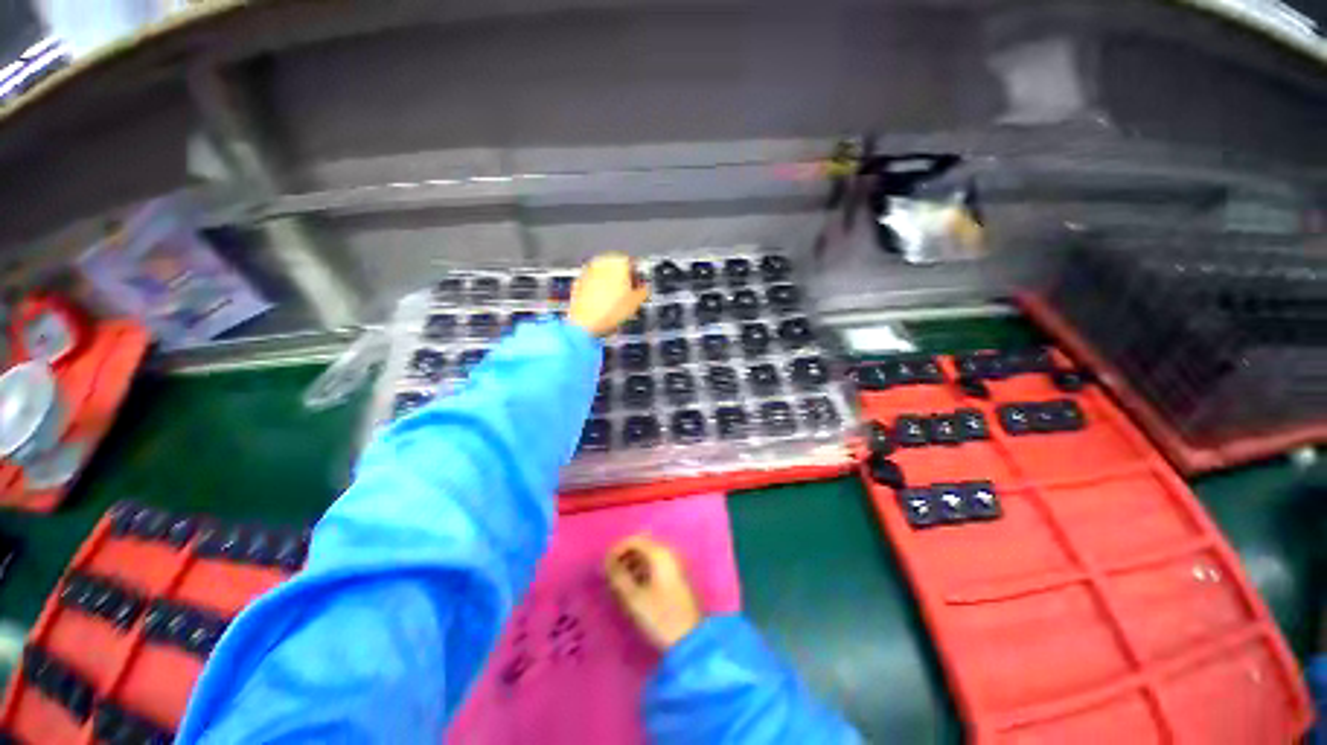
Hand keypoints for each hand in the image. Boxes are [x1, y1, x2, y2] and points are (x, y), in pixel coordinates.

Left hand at [567, 253, 648, 336]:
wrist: (584, 323)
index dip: (638, 277)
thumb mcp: (636, 302)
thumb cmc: (611, 311)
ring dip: (610, 284)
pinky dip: (598, 290)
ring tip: (615, 301)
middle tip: (628, 295)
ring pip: (604, 275)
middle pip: (617, 267)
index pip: (633, 264)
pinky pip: (593, 283)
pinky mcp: (578, 281)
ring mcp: (588, 270)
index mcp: (619, 261)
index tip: (639, 288)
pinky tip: (602, 304)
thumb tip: (645, 288)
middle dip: (623, 279)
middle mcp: (602, 261)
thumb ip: (644, 290)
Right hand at [605, 535, 702, 649]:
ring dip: (634, 563)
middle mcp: (670, 552)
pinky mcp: (678, 576)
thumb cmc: (661, 617)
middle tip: (611, 573)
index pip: (634, 540)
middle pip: (643, 544)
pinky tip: (635, 586)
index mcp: (660, 553)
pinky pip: (657, 563)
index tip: (604, 566)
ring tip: (620, 582)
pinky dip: (644, 569)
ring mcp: (676, 563)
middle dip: (625, 555)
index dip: (617, 549)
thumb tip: (607, 563)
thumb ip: (618, 577)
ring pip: (650, 554)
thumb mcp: (634, 598)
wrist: (691, 639)